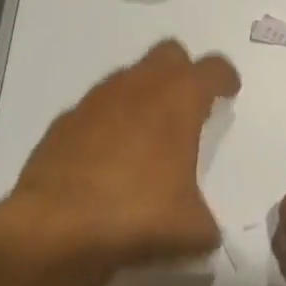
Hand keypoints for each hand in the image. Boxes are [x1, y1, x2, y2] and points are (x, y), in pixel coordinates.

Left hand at [0, 40, 239, 268]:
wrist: (56, 228)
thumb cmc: (138, 215)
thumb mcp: (190, 230)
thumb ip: (205, 222)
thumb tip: (206, 231)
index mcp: (180, 97)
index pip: (213, 69)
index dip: (224, 77)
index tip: (229, 89)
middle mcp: (141, 84)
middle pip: (169, 54)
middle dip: (181, 72)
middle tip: (186, 104)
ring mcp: (99, 98)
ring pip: (129, 77)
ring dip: (142, 96)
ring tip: (145, 135)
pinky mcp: (66, 120)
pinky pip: (95, 110)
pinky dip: (106, 124)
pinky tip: (105, 157)